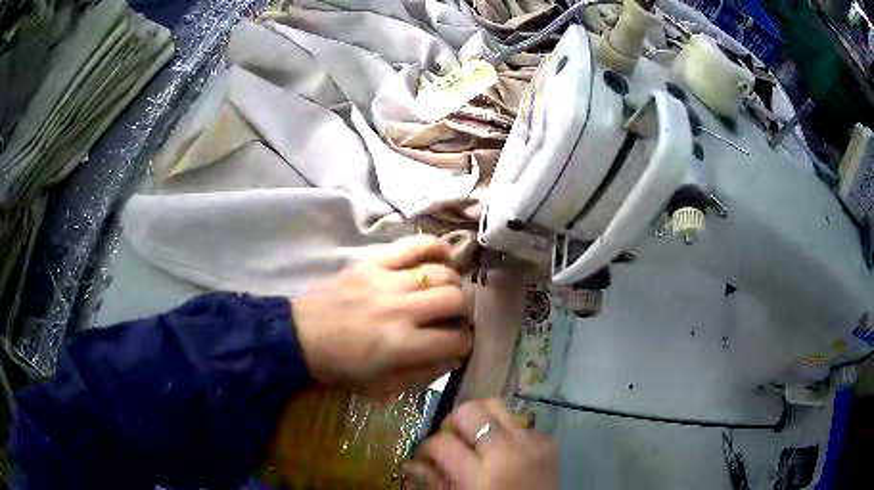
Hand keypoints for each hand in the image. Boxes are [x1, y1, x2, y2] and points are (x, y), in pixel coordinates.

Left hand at [292, 235, 471, 393]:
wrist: (302, 335)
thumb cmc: (342, 366)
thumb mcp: (383, 386)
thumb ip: (424, 374)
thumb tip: (454, 357)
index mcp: (400, 344)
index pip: (454, 340)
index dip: (464, 344)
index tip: (459, 344)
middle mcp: (399, 308)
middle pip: (455, 299)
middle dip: (463, 313)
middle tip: (453, 319)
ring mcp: (387, 280)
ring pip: (441, 272)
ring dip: (452, 285)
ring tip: (444, 294)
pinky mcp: (374, 262)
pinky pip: (415, 245)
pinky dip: (436, 249)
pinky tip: (442, 260)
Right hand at [406, 399, 557, 489]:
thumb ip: (434, 483)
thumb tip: (411, 463)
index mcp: (481, 473)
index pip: (441, 442)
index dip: (427, 449)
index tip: (426, 457)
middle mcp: (508, 449)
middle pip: (469, 410)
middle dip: (453, 424)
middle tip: (451, 442)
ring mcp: (532, 441)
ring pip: (495, 406)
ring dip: (480, 421)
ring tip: (476, 442)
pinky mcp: (548, 439)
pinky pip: (518, 422)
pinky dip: (505, 432)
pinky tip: (503, 452)